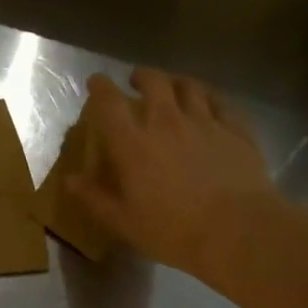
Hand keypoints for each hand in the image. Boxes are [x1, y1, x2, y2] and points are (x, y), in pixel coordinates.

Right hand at [65, 68, 276, 285]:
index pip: (109, 103)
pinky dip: (208, 97)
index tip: (95, 82)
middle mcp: (167, 122)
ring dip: (175, 82)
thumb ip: (95, 198)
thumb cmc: (173, 231)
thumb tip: (70, 180)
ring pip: (188, 86)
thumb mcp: (124, 222)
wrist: (237, 230)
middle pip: (153, 82)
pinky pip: (220, 101)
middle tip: (136, 81)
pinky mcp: (235, 129)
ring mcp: (205, 122)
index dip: (99, 88)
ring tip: (172, 88)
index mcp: (134, 145)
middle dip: (141, 76)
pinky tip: (208, 104)